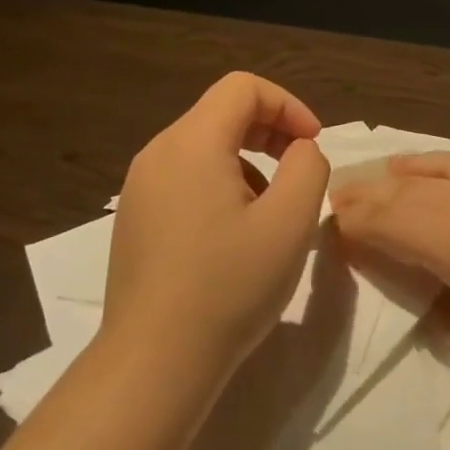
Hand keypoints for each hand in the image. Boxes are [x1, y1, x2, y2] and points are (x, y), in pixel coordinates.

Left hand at [101, 72, 331, 388]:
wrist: (154, 361)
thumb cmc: (228, 287)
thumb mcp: (290, 223)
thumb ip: (308, 167)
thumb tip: (299, 150)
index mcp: (192, 142)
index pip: (243, 88)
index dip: (288, 106)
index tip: (313, 145)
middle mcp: (158, 152)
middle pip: (221, 113)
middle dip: (270, 132)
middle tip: (300, 172)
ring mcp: (140, 186)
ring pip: (204, 147)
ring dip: (248, 162)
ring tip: (269, 214)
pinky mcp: (135, 217)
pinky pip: (184, 177)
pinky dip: (219, 184)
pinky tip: (233, 235)